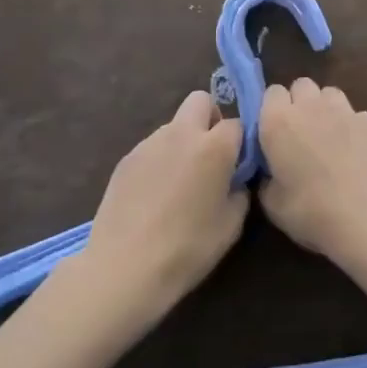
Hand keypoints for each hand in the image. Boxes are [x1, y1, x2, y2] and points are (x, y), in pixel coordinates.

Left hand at [80, 92, 246, 326]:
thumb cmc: (188, 248)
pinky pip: (152, 147)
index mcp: (214, 147)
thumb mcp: (231, 226)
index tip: (239, 164)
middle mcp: (182, 134)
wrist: (125, 267)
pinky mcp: (126, 159)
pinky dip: (160, 159)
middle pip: (200, 100)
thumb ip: (239, 193)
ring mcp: (149, 143)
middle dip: (210, 118)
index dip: (241, 142)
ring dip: (183, 141)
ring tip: (179, 181)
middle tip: (211, 154)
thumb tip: (235, 181)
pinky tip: (154, 194)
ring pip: (174, 125)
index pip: (237, 123)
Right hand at [258, 79, 366, 272]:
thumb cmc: (314, 213)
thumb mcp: (273, 205)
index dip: (273, 110)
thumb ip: (267, 179)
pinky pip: (358, 115)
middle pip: (302, 85)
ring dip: (327, 109)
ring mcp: (347, 111)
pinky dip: (354, 128)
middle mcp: (312, 107)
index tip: (275, 132)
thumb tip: (272, 172)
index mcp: (279, 122)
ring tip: (331, 139)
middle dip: (300, 102)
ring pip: (331, 95)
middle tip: (302, 134)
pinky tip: (360, 155)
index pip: (271, 93)